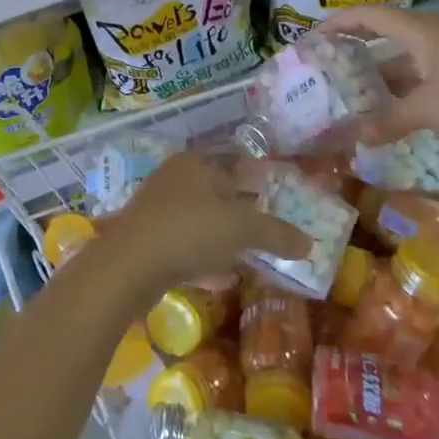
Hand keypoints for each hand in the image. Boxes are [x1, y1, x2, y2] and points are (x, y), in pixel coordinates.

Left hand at [107, 150, 311, 289]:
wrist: (129, 265)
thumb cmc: (190, 231)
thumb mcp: (243, 229)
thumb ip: (277, 233)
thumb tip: (309, 243)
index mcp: (197, 162)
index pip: (234, 162)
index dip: (257, 180)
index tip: (276, 202)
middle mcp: (175, 176)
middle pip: (217, 191)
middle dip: (240, 212)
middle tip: (265, 233)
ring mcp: (157, 206)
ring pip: (199, 218)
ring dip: (221, 236)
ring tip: (246, 256)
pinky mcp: (146, 237)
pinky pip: (183, 242)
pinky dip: (202, 256)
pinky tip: (218, 277)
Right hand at [326, 4, 438, 154]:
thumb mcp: (428, 111)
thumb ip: (389, 121)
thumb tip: (356, 137)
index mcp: (421, 32)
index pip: (370, 16)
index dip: (339, 22)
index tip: (313, 38)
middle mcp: (436, 37)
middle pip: (387, 36)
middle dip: (357, 50)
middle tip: (329, 67)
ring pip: (407, 61)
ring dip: (382, 76)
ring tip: (354, 95)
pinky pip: (425, 77)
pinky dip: (405, 91)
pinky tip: (395, 114)